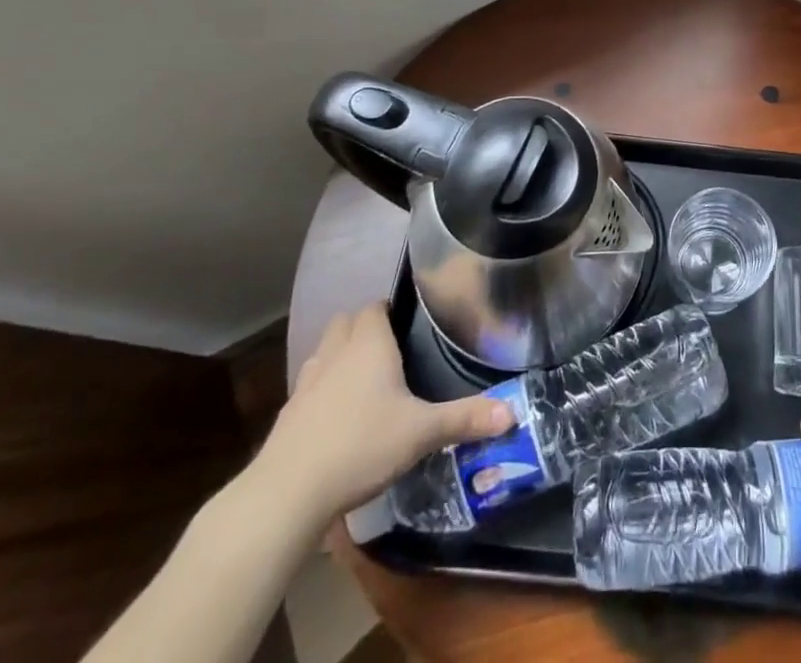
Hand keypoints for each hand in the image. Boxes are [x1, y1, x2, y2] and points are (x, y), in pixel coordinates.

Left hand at [250, 304, 512, 529]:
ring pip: (324, 352)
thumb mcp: (421, 433)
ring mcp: (306, 382)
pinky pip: (309, 387)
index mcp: (368, 344)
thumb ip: (465, 418)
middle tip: (389, 352)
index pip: (375, 307)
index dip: (389, 312)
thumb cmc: (361, 445)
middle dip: (363, 329)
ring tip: (363, 382)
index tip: (408, 326)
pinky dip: (322, 392)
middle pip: (346, 322)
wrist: (287, 493)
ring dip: (340, 357)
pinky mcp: (287, 414)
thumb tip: (513, 413)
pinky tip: (337, 420)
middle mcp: (335, 353)